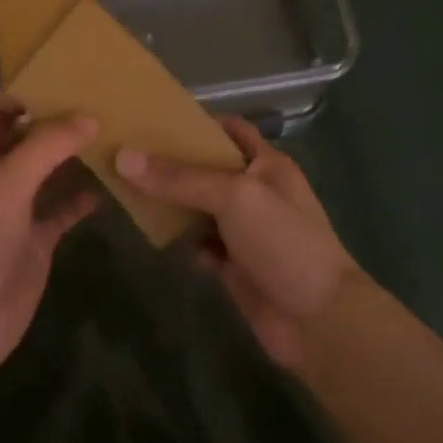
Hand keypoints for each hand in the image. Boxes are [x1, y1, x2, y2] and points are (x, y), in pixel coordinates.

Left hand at [0, 96, 99, 379]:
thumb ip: (47, 146)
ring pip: (45, 175)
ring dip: (71, 159)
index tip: (66, 83)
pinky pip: (59, 213)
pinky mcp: (34, 243)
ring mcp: (13, 213)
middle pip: (23, 140)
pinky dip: (80, 200)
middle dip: (55, 124)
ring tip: (112, 139)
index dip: (23, 95)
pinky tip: (108, 188)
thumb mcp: (7, 183)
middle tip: (101, 105)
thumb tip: (89, 116)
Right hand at [117, 118, 358, 368]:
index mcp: (267, 165)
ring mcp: (245, 231)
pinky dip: (184, 243)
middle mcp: (256, 193)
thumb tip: (123, 157)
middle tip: (126, 155)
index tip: (152, 120)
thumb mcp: (234, 197)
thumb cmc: (283, 243)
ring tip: (129, 191)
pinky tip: (160, 239)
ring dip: (172, 204)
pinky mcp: (234, 265)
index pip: (230, 130)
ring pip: (200, 209)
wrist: (319, 321)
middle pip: (207, 170)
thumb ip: (180, 178)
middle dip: (172, 164)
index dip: (196, 123)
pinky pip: (201, 245)